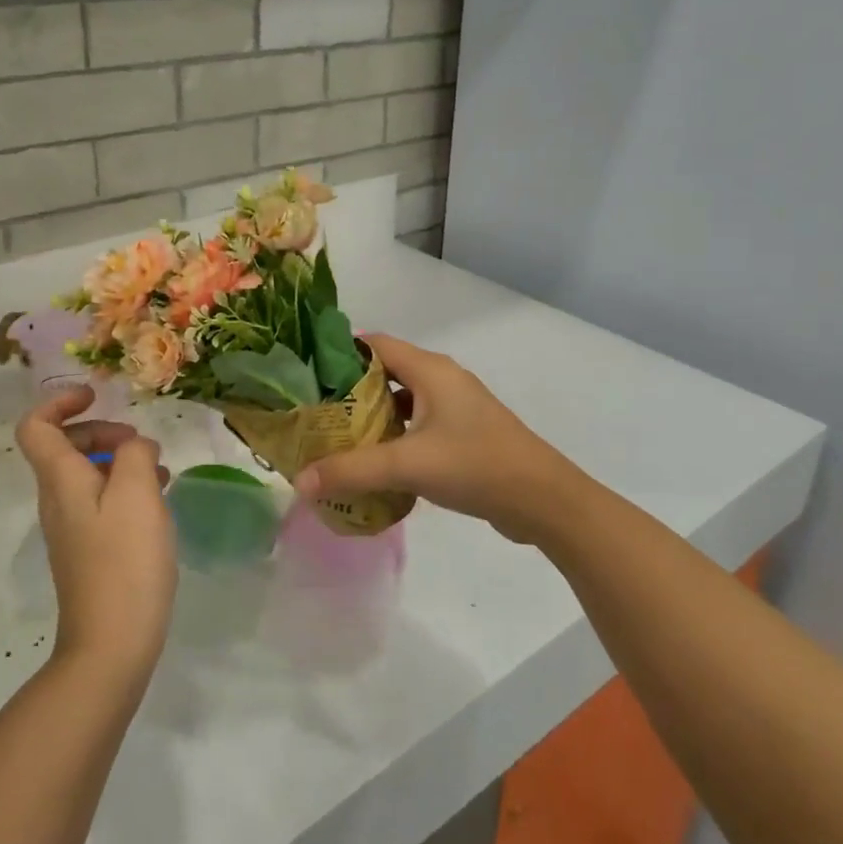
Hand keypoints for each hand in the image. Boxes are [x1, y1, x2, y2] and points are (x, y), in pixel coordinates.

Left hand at [15, 387, 177, 677]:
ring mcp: (72, 527)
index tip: (97, 396)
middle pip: (65, 446)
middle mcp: (58, 499)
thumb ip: (134, 453)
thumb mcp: (137, 492)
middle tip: (140, 443)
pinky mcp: (89, 549)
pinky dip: (126, 488)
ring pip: (88, 473)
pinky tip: (158, 501)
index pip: (36, 426)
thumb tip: (134, 447)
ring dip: (120, 460)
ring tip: (159, 471)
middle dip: (102, 431)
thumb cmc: (125, 560)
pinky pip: (101, 500)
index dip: (60, 401)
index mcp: (61, 480)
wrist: (112, 644)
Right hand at [292, 334, 590, 545]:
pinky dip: (393, 436)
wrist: (544, 500)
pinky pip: (417, 425)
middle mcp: (441, 379)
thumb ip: (352, 471)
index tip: (304, 375)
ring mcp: (455, 407)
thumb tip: (299, 483)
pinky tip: (374, 462)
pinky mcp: (463, 433)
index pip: (373, 343)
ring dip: (371, 417)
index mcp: (430, 370)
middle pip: (384, 372)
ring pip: (401, 401)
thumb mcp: (408, 466)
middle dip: (348, 391)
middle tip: (312, 413)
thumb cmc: (476, 465)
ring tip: (334, 438)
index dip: (338, 353)